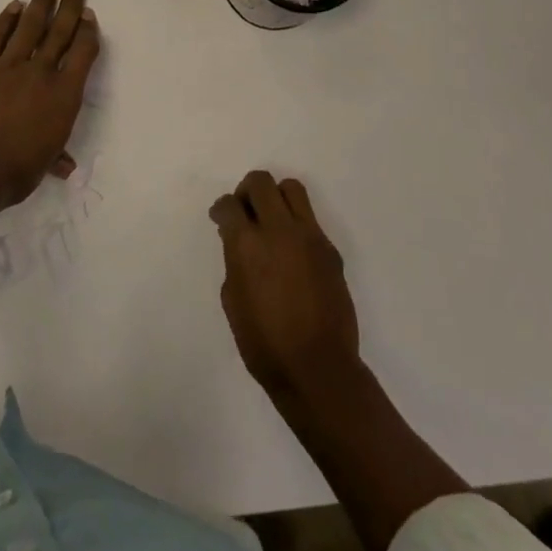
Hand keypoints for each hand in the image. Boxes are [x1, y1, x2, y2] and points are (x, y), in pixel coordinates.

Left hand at [0, 0, 99, 211]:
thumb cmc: (15, 171)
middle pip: (58, 32)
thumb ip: (55, 156)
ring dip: (41, 2)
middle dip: (69, 4)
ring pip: (28, 27)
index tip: (88, 13)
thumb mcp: (43, 164)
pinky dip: (6, 20)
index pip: (82, 54)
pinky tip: (14, 6)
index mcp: (63, 96)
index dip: (86, 31)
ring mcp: (6, 66)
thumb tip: (66, 167)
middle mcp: (39, 73)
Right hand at [211, 171, 360, 400]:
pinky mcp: (330, 250)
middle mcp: (279, 230)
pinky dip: (296, 224)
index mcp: (247, 244)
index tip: (221, 219)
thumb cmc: (264, 342)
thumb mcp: (232, 299)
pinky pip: (310, 220)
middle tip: (244, 213)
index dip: (222, 209)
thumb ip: (234, 260)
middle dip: (247, 192)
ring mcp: (310, 237)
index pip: (230, 204)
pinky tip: (291, 252)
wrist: (317, 367)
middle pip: (261, 183)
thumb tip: (238, 241)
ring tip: (270, 221)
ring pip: (292, 189)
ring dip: (276, 197)